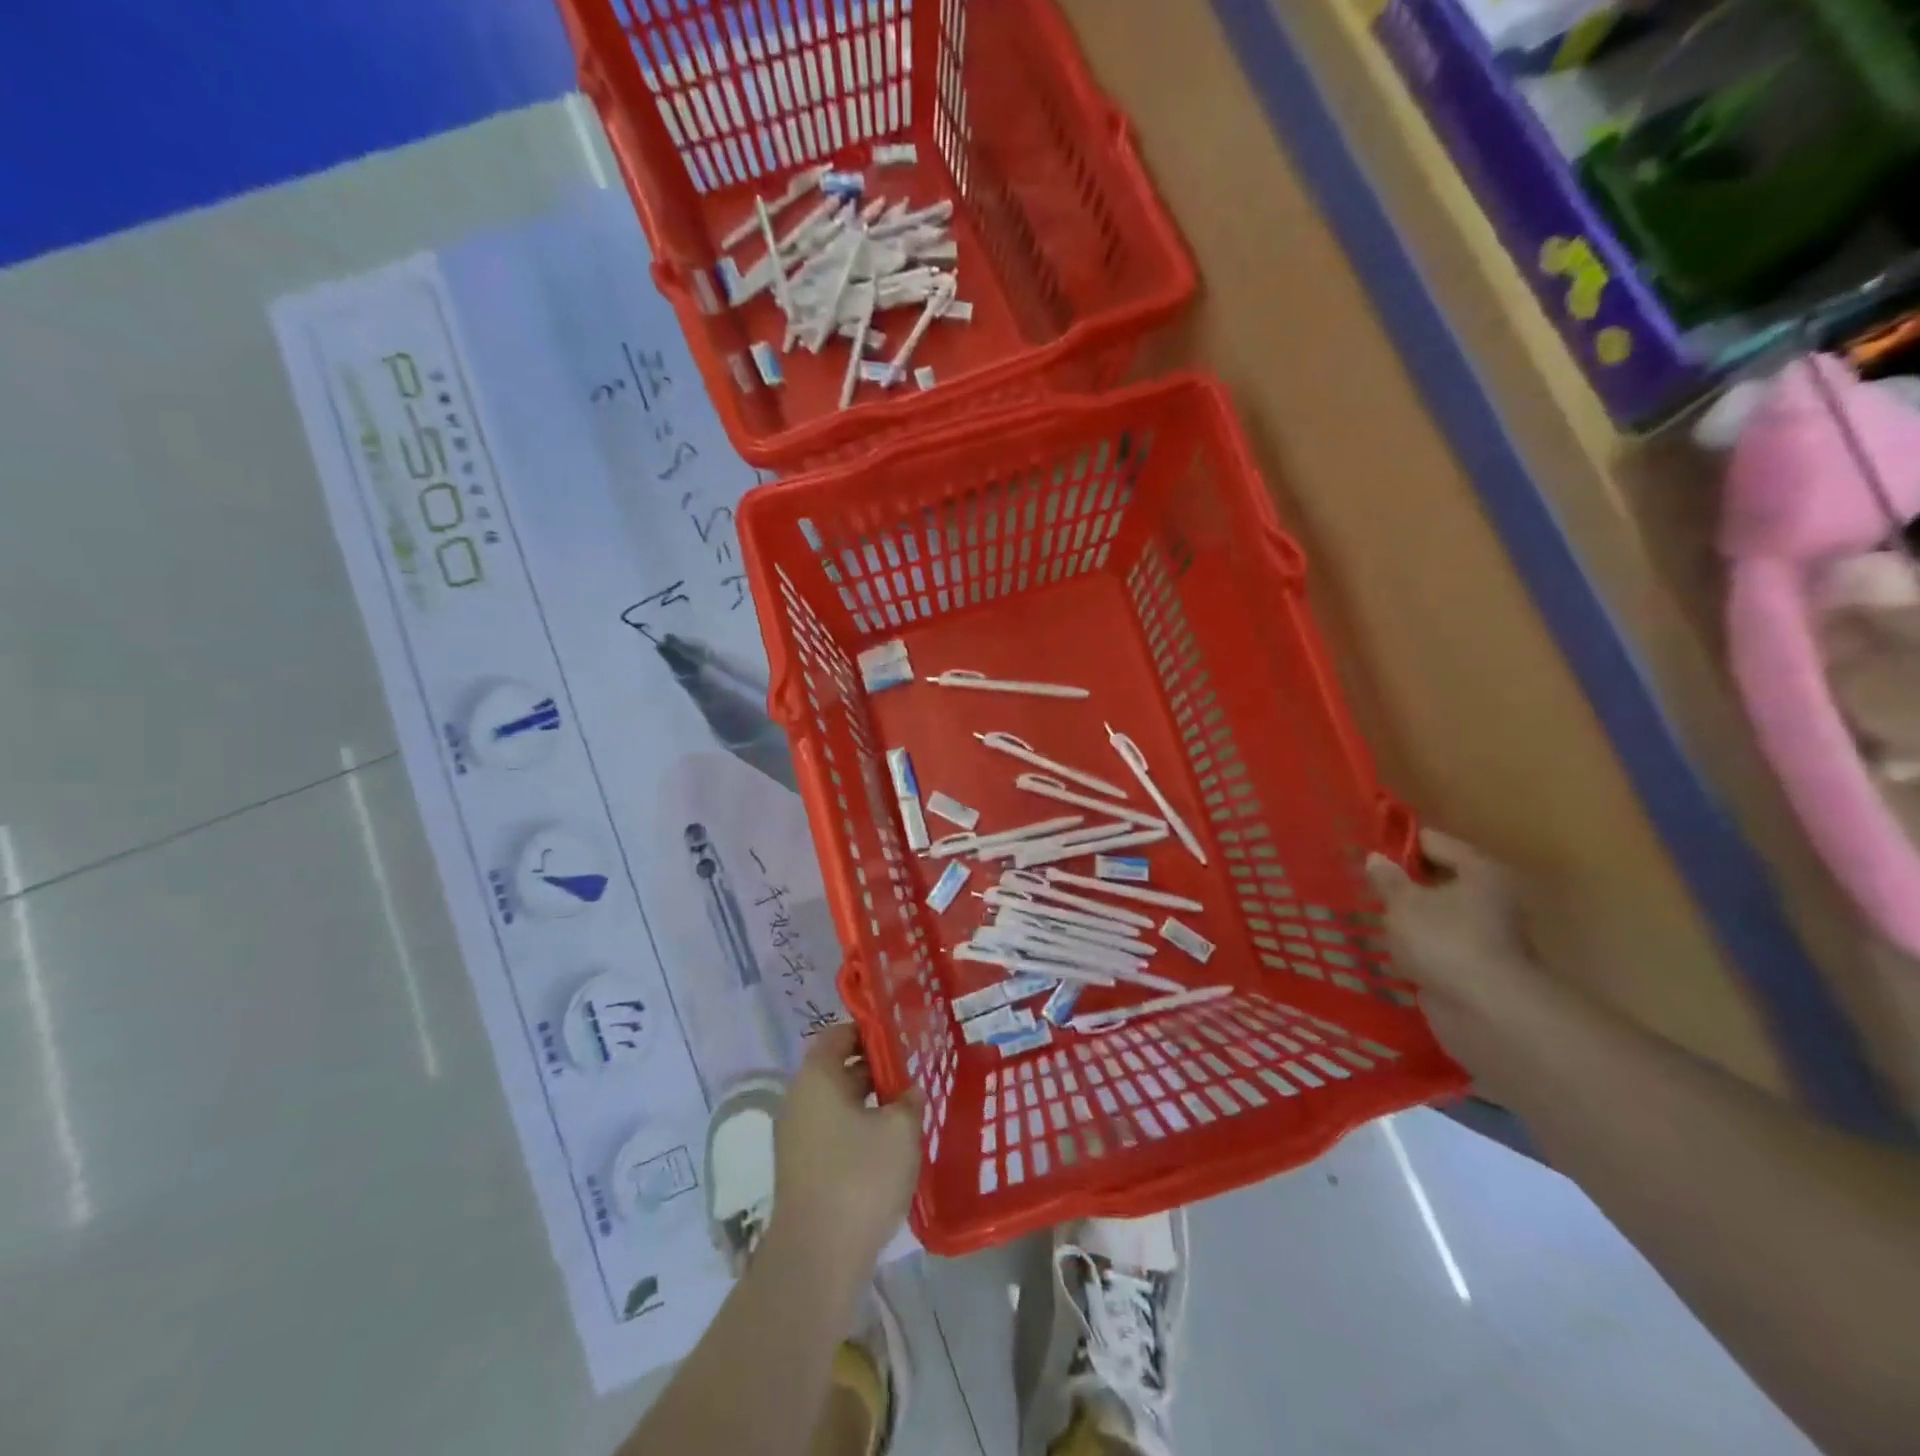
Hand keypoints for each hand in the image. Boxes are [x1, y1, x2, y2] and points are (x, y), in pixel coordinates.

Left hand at [769, 1023, 923, 1280]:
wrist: (817, 1258)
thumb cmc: (860, 1177)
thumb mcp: (901, 1130)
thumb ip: (909, 1100)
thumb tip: (908, 1092)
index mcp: (817, 1076)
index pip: (839, 1034)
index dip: (870, 1031)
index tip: (902, 1036)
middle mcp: (799, 1099)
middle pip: (837, 1068)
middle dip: (874, 1068)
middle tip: (912, 1071)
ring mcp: (795, 1137)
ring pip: (836, 1103)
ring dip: (868, 1102)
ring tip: (906, 1108)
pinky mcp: (800, 1169)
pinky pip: (831, 1132)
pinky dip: (857, 1130)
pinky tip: (888, 1146)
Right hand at [1365, 828, 1543, 1062]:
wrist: (1487, 1013)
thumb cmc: (1445, 941)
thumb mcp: (1404, 903)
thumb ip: (1387, 879)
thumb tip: (1376, 857)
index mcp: (1480, 872)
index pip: (1434, 842)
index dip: (1399, 843)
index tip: (1365, 846)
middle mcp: (1490, 899)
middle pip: (1439, 880)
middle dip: (1402, 883)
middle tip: (1360, 881)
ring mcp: (1484, 937)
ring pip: (1437, 916)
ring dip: (1408, 918)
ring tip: (1365, 913)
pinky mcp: (1472, 969)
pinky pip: (1436, 948)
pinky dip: (1415, 948)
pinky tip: (1383, 948)